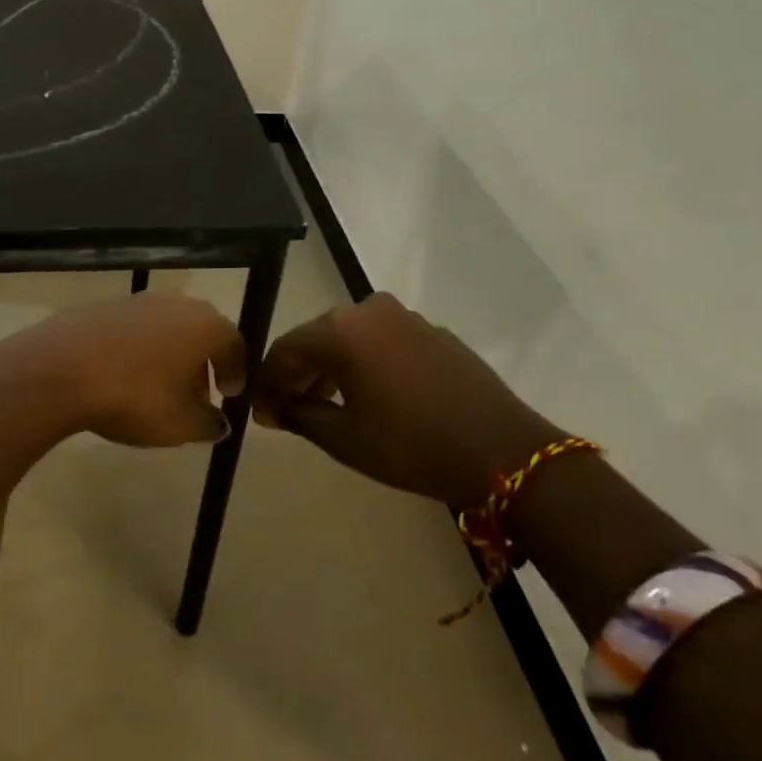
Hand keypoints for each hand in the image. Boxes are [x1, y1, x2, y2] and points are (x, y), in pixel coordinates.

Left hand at [0, 292, 246, 447]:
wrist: (61, 369)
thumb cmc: (136, 397)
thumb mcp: (181, 424)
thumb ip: (208, 424)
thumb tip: (219, 423)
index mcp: (205, 325)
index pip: (234, 344)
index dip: (236, 371)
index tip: (228, 395)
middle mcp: (176, 304)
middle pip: (200, 332)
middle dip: (202, 363)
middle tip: (196, 396)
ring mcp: (136, 300)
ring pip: (165, 329)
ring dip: (169, 356)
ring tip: (157, 390)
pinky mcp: (102, 307)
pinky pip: (132, 330)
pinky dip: (138, 351)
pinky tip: (123, 377)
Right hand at [253, 292, 568, 507]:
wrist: (502, 450)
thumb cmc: (412, 445)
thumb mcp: (345, 438)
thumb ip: (300, 415)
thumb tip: (275, 409)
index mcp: (341, 329)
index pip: (285, 350)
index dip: (267, 383)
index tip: (259, 412)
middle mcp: (369, 309)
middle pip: (317, 339)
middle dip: (297, 374)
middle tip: (285, 411)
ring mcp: (404, 316)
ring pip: (350, 338)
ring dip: (331, 368)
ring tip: (323, 406)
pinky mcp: (432, 330)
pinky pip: (381, 341)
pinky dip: (364, 363)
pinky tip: (367, 395)